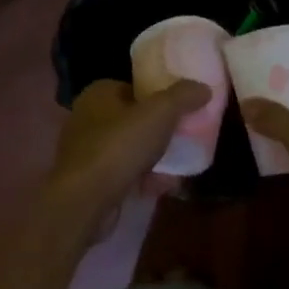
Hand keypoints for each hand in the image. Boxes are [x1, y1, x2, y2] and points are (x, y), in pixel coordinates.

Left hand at [43, 78, 210, 227]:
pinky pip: (123, 173)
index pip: (134, 87)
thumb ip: (184, 96)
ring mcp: (85, 151)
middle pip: (134, 119)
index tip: (182, 110)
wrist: (85, 201)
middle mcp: (87, 118)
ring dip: (154, 157)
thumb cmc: (120, 146)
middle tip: (184, 137)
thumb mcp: (161, 112)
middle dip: (159, 130)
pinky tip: (163, 186)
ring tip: (179, 164)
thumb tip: (203, 88)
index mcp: (98, 94)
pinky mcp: (88, 180)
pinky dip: (143, 178)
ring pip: (129, 148)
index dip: (159, 96)